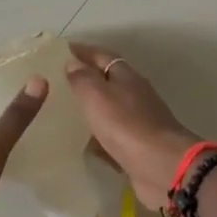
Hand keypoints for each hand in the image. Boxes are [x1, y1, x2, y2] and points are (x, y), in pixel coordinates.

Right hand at [63, 44, 200, 208]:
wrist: (161, 165)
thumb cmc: (126, 124)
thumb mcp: (97, 95)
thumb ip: (83, 78)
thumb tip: (72, 63)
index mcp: (126, 76)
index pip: (102, 55)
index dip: (82, 51)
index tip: (59, 51)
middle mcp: (135, 95)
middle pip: (107, 81)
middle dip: (84, 80)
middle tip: (55, 85)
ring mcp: (138, 122)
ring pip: (109, 110)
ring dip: (90, 110)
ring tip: (62, 114)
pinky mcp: (137, 147)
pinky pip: (112, 137)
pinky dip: (97, 137)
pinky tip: (81, 144)